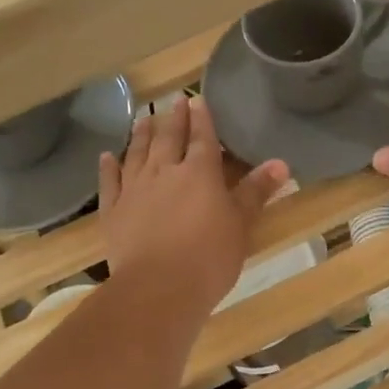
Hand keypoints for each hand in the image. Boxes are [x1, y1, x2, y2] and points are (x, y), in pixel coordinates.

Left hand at [100, 96, 286, 315]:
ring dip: (141, 135)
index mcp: (200, 173)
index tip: (197, 100)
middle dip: (173, 119)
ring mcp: (134, 190)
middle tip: (173, 102)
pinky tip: (107, 156)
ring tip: (143, 118)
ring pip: (137, 153)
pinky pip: (110, 182)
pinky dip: (108, 167)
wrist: (158, 288)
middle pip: (169, 139)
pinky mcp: (113, 211)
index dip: (202, 118)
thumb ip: (256, 192)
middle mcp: (165, 172)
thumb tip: (281, 163)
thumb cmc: (209, 257)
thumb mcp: (241, 224)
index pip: (203, 137)